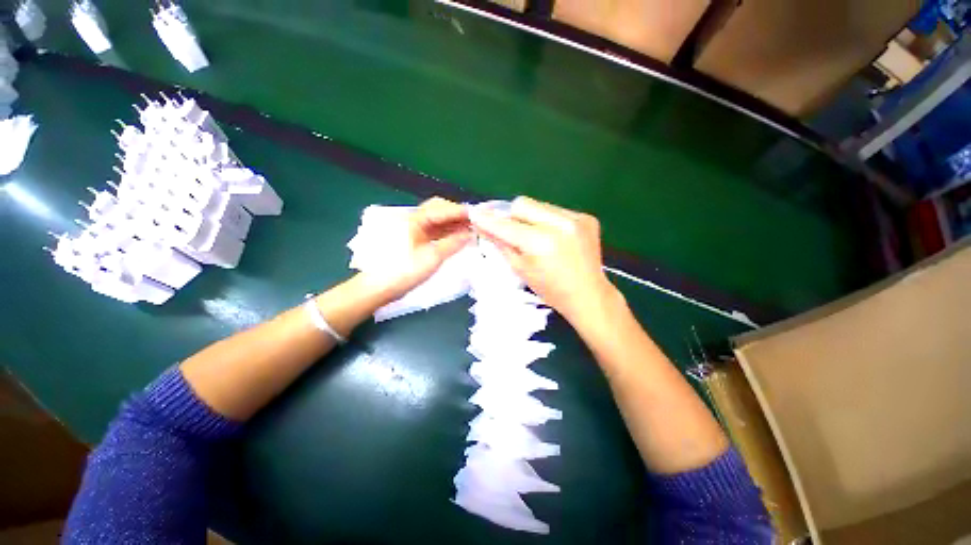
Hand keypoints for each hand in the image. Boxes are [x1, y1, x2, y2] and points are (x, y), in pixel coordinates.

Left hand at [362, 197, 471, 302]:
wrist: (379, 288)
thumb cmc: (404, 271)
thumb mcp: (432, 258)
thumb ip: (453, 243)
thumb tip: (470, 234)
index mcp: (414, 220)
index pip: (441, 209)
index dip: (460, 211)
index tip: (478, 214)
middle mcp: (413, 220)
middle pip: (438, 210)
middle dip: (456, 214)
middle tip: (475, 222)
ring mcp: (413, 230)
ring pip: (436, 221)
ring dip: (452, 224)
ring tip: (470, 230)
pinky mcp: (413, 240)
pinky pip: (433, 231)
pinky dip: (446, 232)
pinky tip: (457, 237)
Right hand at [469, 196, 616, 325]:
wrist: (588, 295)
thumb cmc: (550, 289)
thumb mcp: (520, 269)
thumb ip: (501, 243)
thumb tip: (482, 225)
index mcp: (540, 243)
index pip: (505, 224)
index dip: (488, 220)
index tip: (475, 214)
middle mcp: (559, 224)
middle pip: (522, 203)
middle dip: (513, 216)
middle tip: (515, 232)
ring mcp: (576, 218)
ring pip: (539, 204)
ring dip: (531, 217)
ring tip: (538, 236)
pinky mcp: (586, 217)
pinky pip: (556, 210)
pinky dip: (549, 220)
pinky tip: (555, 237)